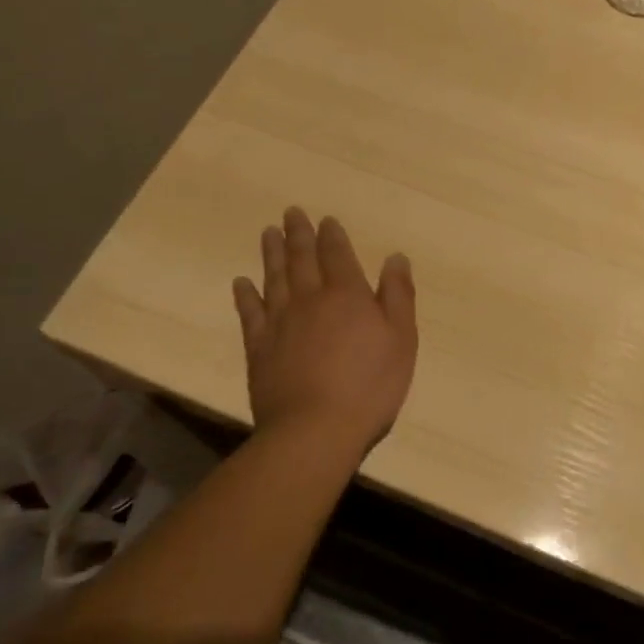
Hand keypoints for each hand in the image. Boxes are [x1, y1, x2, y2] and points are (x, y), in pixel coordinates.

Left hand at [232, 207, 416, 464]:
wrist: (315, 430)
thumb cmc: (369, 386)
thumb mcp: (401, 339)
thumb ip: (398, 295)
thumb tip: (395, 257)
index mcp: (347, 294)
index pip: (337, 254)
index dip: (332, 235)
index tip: (326, 219)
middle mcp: (310, 299)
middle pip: (302, 259)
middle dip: (298, 234)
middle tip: (291, 212)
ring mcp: (280, 322)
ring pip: (274, 278)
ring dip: (271, 253)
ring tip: (268, 232)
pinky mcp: (259, 348)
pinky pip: (250, 313)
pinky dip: (245, 295)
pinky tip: (242, 283)